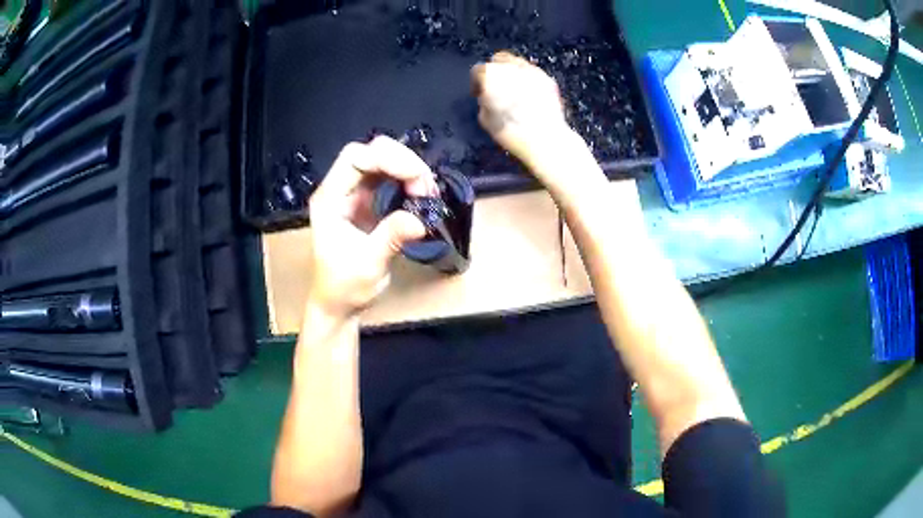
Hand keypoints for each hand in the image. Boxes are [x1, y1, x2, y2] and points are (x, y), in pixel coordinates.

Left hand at [306, 136, 437, 318]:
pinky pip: (387, 178)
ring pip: (381, 162)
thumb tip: (419, 220)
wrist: (338, 303)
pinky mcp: (366, 202)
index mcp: (329, 199)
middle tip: (425, 185)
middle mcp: (339, 190)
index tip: (416, 176)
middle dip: (401, 161)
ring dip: (407, 169)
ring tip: (426, 190)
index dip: (387, 159)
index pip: (354, 159)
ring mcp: (353, 194)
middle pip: (369, 153)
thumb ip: (390, 238)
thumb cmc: (344, 286)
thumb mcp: (368, 264)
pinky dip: (406, 180)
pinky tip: (420, 192)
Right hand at [471, 51, 570, 163]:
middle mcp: (512, 66)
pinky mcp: (547, 78)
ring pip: (518, 63)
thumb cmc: (511, 131)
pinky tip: (529, 94)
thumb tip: (487, 97)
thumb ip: (484, 101)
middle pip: (499, 59)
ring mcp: (532, 71)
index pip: (478, 70)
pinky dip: (528, 80)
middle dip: (495, 70)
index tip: (479, 93)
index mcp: (491, 75)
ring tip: (513, 89)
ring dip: (513, 72)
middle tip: (496, 86)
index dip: (476, 82)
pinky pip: (533, 73)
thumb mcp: (485, 119)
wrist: (546, 139)